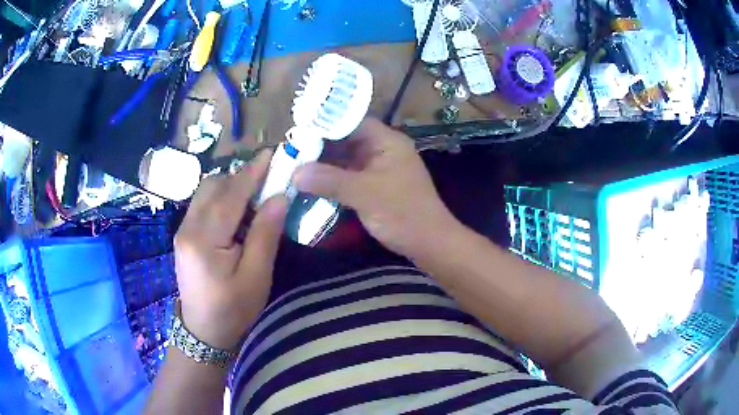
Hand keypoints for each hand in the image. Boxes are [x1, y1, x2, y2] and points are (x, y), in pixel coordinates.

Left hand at [174, 150, 287, 349]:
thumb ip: (265, 234)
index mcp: (205, 239)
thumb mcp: (256, 277)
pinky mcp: (184, 235)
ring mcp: (183, 230)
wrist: (203, 331)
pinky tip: (238, 216)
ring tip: (256, 201)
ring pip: (206, 192)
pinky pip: (203, 205)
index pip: (231, 194)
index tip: (272, 154)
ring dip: (231, 188)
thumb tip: (279, 198)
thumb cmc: (233, 310)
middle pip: (213, 185)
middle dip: (241, 177)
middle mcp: (188, 227)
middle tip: (268, 183)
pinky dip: (222, 200)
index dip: (252, 172)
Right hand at [293, 118, 457, 259]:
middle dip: (320, 147)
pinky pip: (350, 177)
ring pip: (346, 160)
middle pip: (346, 141)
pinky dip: (333, 180)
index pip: (351, 122)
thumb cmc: (403, 213)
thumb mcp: (365, 194)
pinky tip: (312, 185)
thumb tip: (295, 172)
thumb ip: (329, 180)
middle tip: (292, 153)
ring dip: (325, 166)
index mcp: (386, 141)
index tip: (298, 134)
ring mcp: (379, 169)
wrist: (429, 243)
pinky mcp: (376, 187)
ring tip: (296, 167)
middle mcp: (383, 150)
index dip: (325, 125)